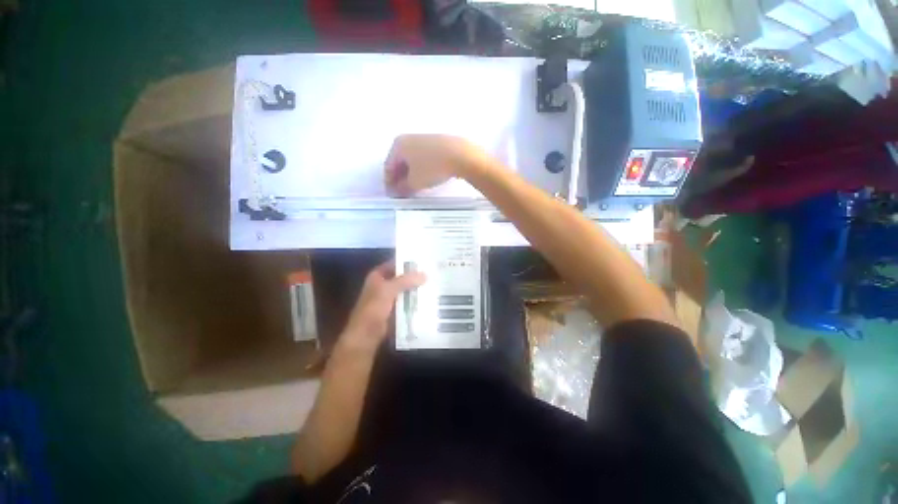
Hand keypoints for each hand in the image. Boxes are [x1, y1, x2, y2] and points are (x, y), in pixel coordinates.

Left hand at [340, 261, 425, 351]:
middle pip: (402, 277)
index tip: (424, 260)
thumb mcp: (388, 290)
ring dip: (417, 288)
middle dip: (415, 276)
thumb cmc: (373, 310)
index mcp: (377, 276)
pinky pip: (407, 302)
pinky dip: (415, 300)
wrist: (365, 337)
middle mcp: (383, 285)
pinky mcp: (394, 310)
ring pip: (405, 290)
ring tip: (435, 284)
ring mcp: (388, 298)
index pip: (395, 263)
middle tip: (433, 272)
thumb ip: (405, 281)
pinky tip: (428, 299)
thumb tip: (424, 274)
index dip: (408, 261)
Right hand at [384, 134, 488, 196]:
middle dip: (400, 178)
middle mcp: (409, 138)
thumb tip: (398, 190)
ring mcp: (424, 139)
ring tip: (415, 188)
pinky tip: (427, 178)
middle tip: (403, 193)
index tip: (392, 195)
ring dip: (411, 174)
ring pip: (413, 160)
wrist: (460, 155)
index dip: (389, 183)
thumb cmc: (432, 167)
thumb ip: (403, 188)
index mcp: (399, 145)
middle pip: (400, 162)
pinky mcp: (437, 143)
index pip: (388, 166)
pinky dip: (422, 169)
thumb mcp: (415, 182)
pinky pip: (424, 158)